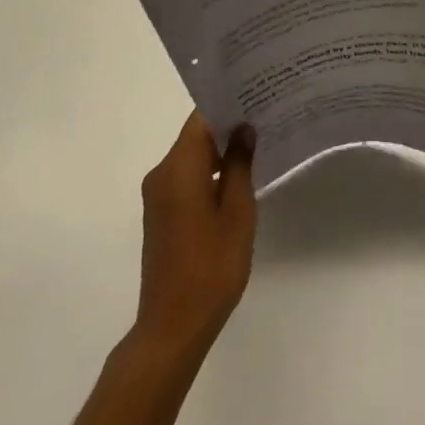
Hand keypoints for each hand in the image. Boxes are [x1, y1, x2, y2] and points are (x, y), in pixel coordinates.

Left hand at [133, 111, 256, 354]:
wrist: (172, 328)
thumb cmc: (210, 266)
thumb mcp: (237, 212)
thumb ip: (240, 165)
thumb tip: (243, 129)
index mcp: (178, 167)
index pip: (202, 117)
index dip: (228, 103)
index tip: (256, 95)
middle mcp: (162, 174)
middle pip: (196, 136)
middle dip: (228, 126)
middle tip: (265, 118)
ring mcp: (158, 196)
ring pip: (192, 158)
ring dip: (220, 152)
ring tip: (258, 146)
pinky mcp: (161, 216)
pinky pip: (186, 179)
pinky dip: (209, 174)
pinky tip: (237, 181)